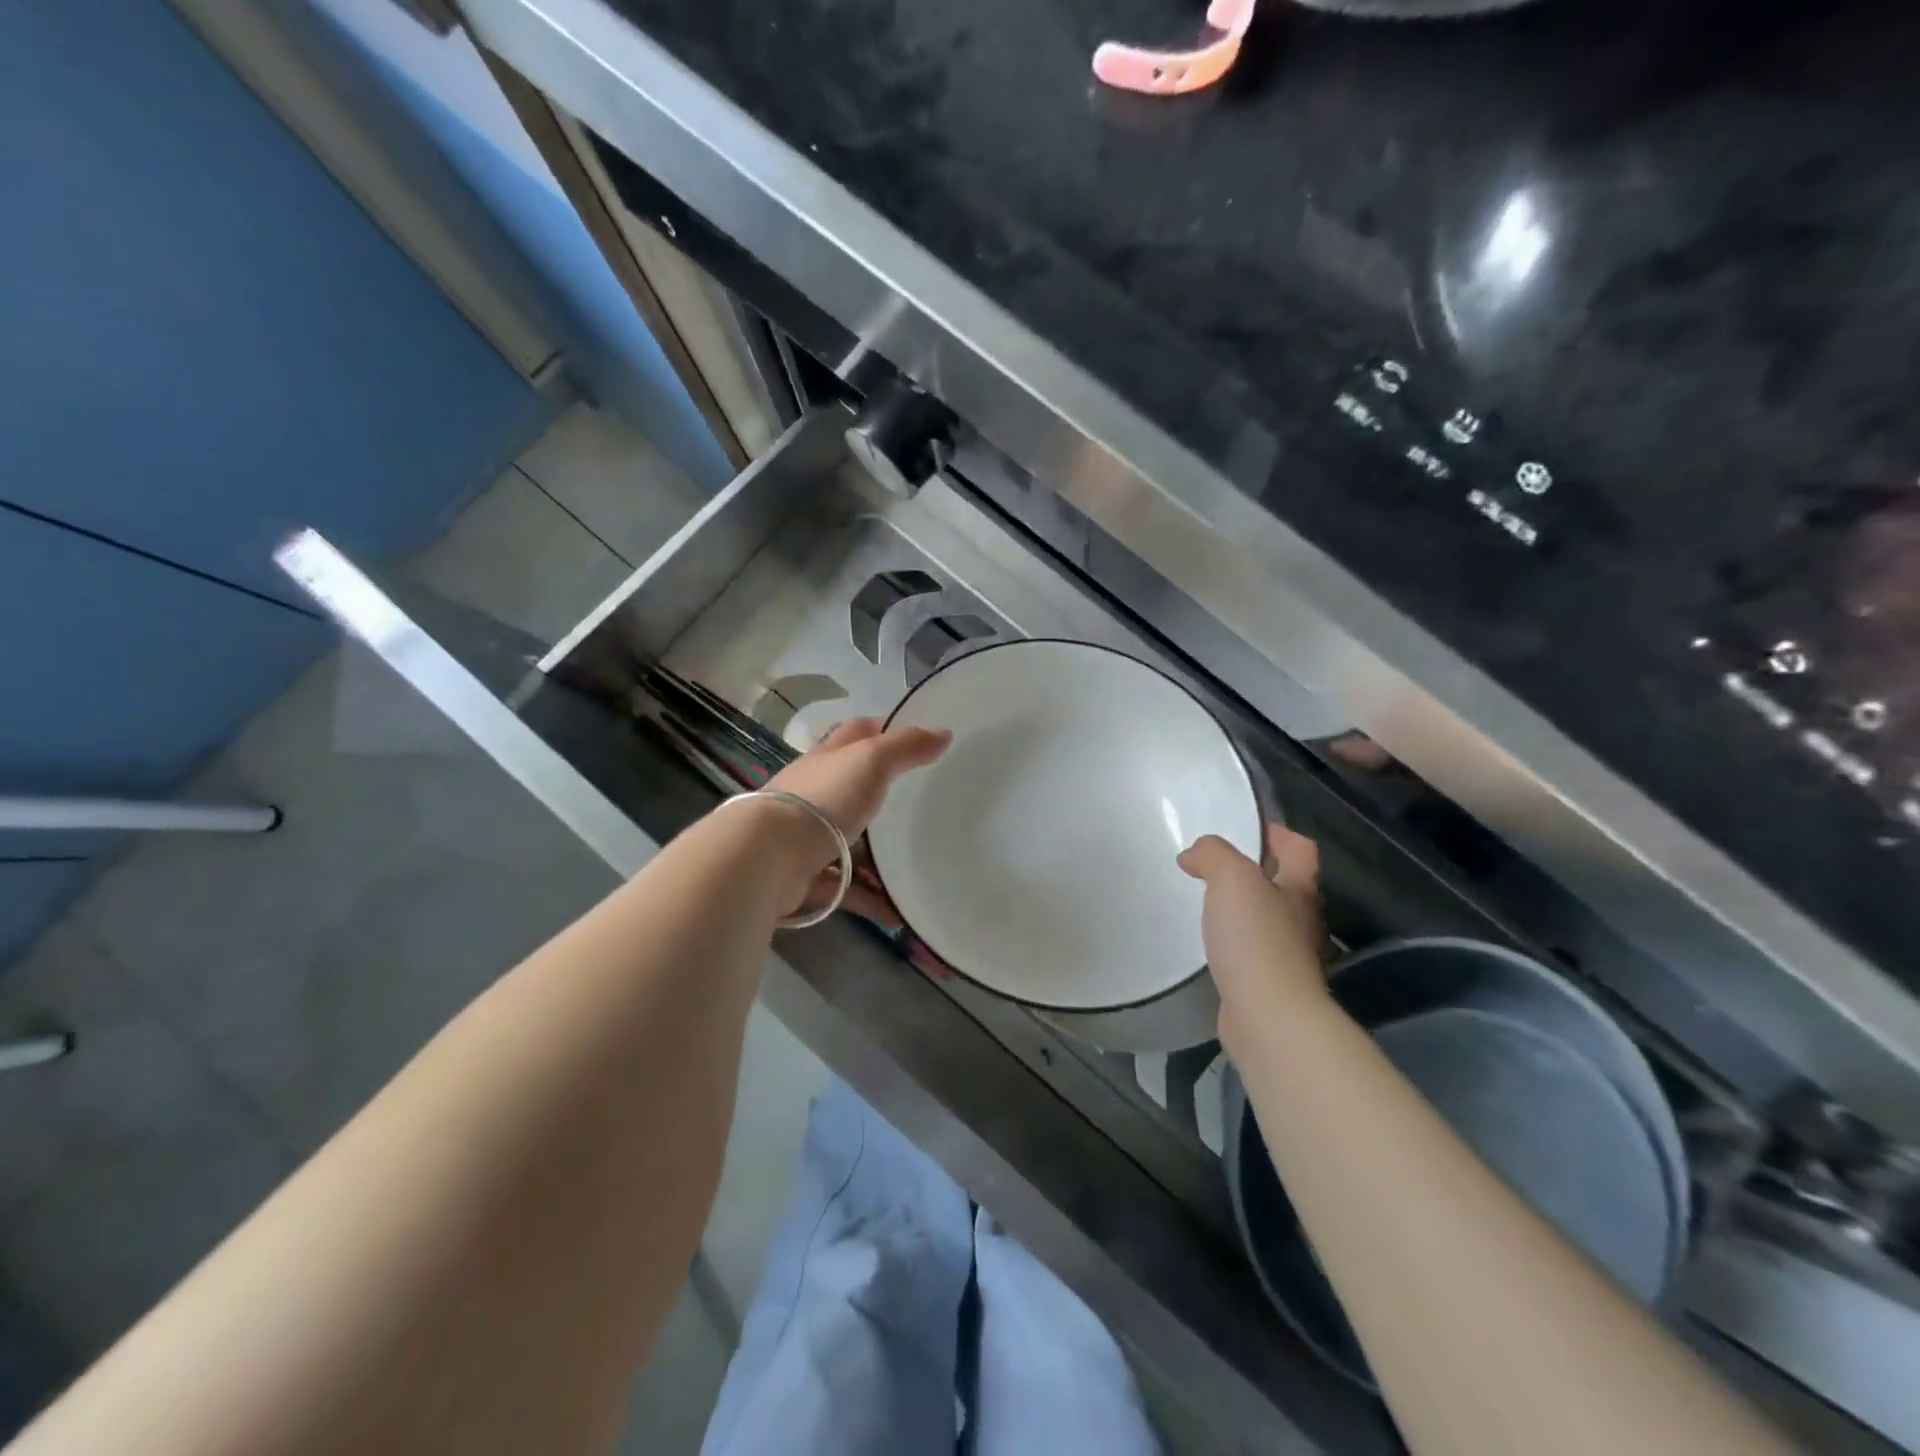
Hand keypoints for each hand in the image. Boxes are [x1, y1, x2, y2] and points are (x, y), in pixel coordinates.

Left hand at [763, 718, 950, 920]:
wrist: (769, 857)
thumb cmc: (824, 799)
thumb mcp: (872, 761)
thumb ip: (907, 747)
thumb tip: (944, 733)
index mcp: (826, 761)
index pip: (853, 735)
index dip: (877, 729)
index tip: (906, 736)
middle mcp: (812, 795)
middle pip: (848, 788)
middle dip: (876, 794)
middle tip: (916, 804)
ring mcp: (803, 837)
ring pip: (845, 842)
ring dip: (873, 854)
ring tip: (912, 864)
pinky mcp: (801, 877)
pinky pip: (843, 888)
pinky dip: (868, 898)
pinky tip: (897, 912)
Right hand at [1179, 826, 1328, 1053]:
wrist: (1269, 1017)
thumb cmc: (1256, 940)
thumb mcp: (1232, 878)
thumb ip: (1213, 855)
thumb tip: (1194, 856)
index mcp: (1300, 889)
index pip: (1299, 849)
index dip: (1277, 834)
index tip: (1243, 830)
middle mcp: (1302, 919)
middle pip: (1285, 883)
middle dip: (1254, 871)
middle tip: (1213, 867)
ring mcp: (1289, 955)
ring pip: (1267, 918)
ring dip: (1242, 908)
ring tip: (1206, 903)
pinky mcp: (1270, 983)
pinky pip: (1252, 950)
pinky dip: (1234, 941)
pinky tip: (1210, 944)